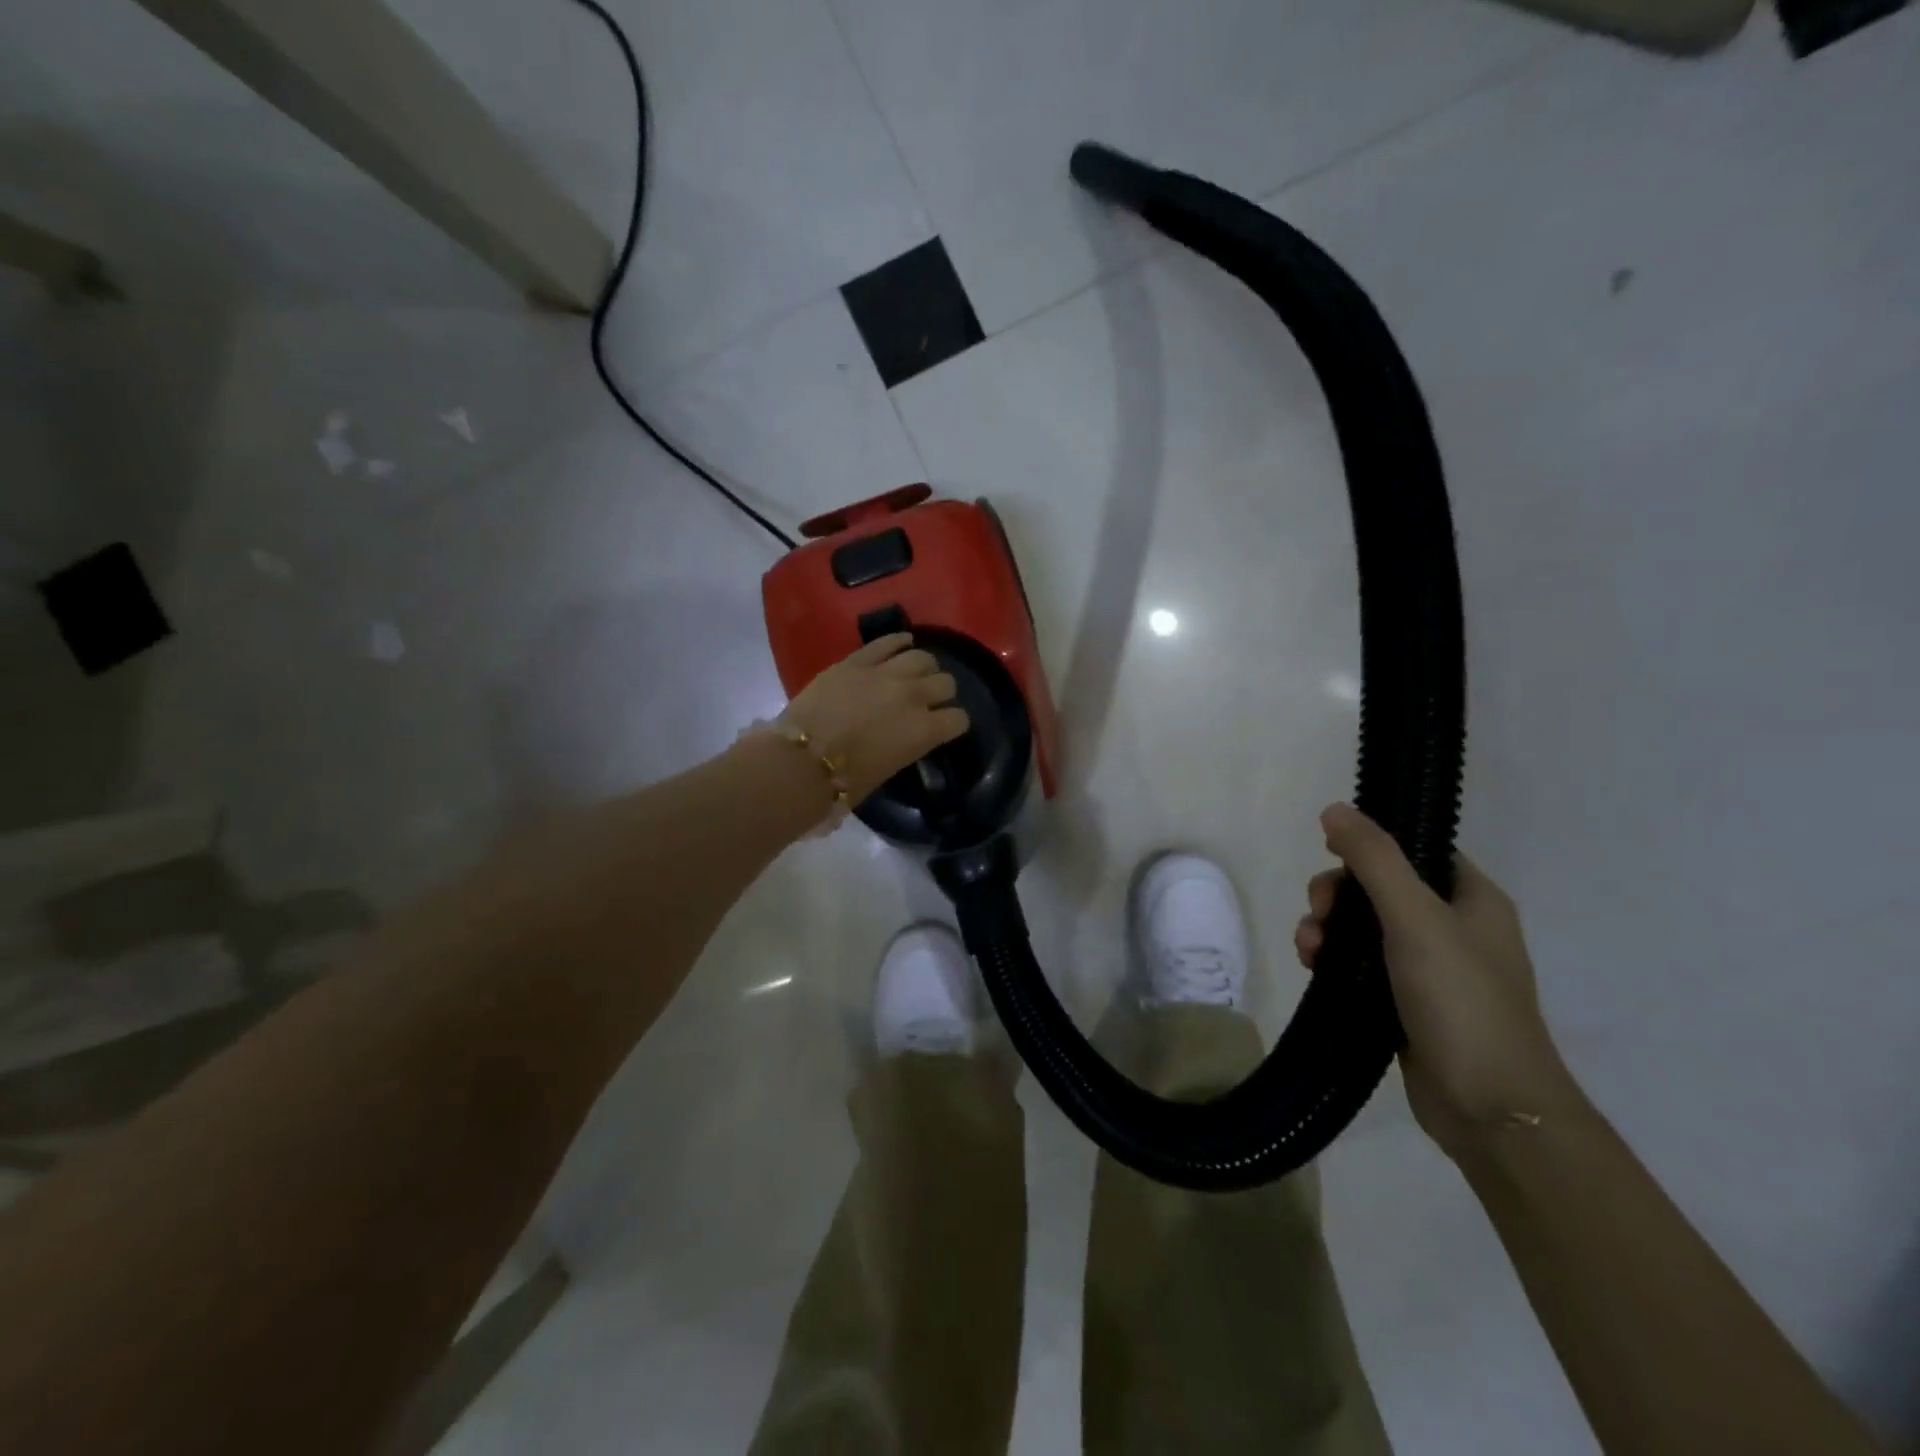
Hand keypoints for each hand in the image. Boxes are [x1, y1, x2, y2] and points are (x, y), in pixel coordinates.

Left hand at [783, 634, 970, 803]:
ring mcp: (885, 673)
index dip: (953, 724)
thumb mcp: (889, 770)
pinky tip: (903, 643)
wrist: (801, 761)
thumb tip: (907, 738)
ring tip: (916, 673)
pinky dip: (899, 642)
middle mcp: (913, 696)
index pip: (958, 719)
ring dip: (924, 667)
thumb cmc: (845, 781)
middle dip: (942, 693)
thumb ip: (907, 746)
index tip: (945, 727)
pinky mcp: (857, 661)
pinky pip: (887, 642)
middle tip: (929, 700)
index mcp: (925, 731)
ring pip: (923, 658)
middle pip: (946, 683)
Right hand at [1294, 803, 1571, 1159]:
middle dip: (1337, 896)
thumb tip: (1335, 808)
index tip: (1331, 860)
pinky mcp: (1406, 1002)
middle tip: (1318, 915)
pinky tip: (1314, 971)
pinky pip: (1360, 964)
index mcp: (1472, 899)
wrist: (1491, 1108)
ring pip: (1363, 928)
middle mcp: (1453, 928)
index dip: (1369, 849)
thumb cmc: (1461, 1000)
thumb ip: (1374, 859)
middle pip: (1379, 888)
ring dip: (1327, 930)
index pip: (1414, 850)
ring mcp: (1430, 968)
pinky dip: (1334, 961)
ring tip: (1308, 952)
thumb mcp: (1414, 918)